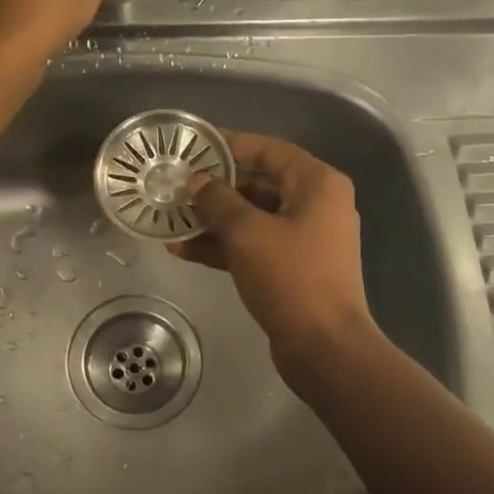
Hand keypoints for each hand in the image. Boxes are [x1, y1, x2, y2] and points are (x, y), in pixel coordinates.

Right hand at [170, 131, 378, 380]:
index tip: (193, 147)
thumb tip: (196, 182)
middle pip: (259, 184)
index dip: (229, 146)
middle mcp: (316, 205)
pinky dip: (224, 246)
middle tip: (174, 186)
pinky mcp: (292, 268)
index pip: (268, 151)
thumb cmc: (291, 277)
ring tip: (170, 220)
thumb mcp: (247, 232)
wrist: (324, 346)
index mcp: (317, 184)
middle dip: (215, 189)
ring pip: (253, 218)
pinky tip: (183, 250)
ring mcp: (305, 238)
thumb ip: (218, 200)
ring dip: (213, 220)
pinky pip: (254, 246)